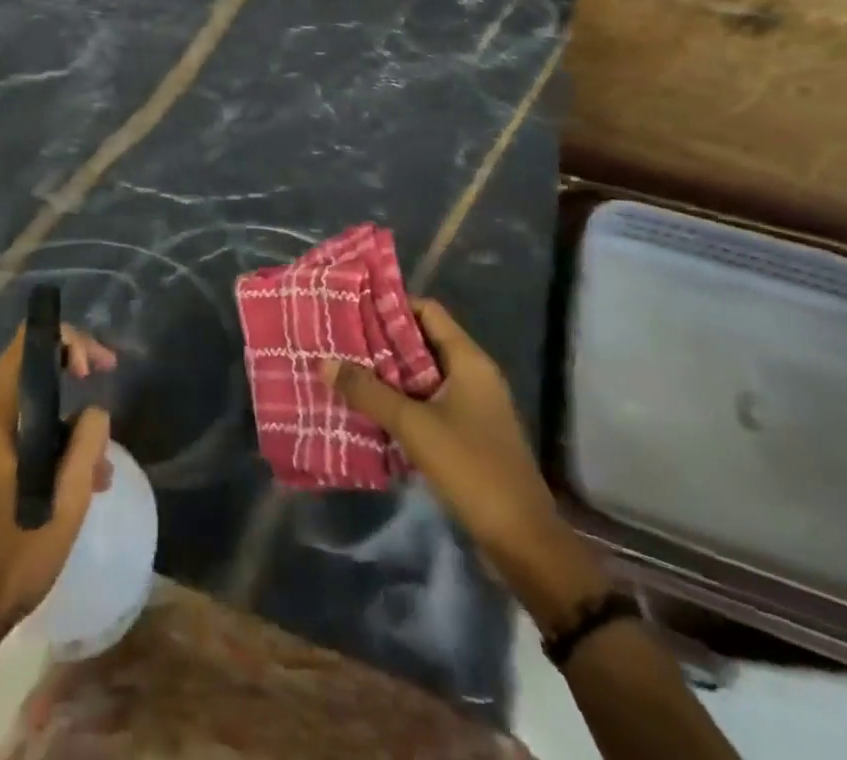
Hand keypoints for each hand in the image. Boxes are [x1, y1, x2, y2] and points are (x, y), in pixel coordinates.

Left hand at [0, 322, 115, 647]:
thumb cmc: (13, 554)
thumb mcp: (65, 499)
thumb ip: (86, 443)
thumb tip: (95, 410)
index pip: (28, 343)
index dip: (69, 342)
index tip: (97, 371)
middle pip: (30, 367)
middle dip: (73, 375)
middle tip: (107, 393)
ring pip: (30, 403)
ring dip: (68, 422)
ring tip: (102, 464)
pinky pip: (21, 430)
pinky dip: (52, 441)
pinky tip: (83, 480)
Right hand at [320, 299, 604, 626]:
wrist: (523, 541)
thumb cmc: (472, 468)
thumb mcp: (413, 426)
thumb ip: (368, 391)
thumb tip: (324, 361)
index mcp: (469, 361)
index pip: (427, 311)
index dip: (391, 305)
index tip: (352, 306)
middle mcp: (473, 375)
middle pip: (421, 342)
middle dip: (381, 341)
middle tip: (339, 339)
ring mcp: (471, 406)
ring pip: (421, 375)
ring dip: (387, 374)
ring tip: (345, 370)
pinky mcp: (466, 434)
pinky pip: (426, 404)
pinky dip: (399, 402)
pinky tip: (368, 409)